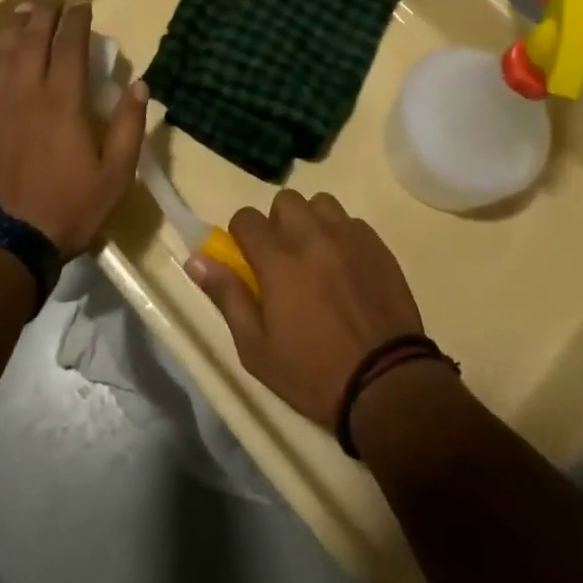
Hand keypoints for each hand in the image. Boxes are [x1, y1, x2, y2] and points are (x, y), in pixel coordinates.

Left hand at [0, 0, 146, 259]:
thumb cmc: (66, 209)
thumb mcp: (115, 174)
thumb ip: (129, 126)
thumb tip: (139, 85)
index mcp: (62, 101)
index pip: (70, 45)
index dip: (77, 21)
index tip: (82, 5)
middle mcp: (24, 92)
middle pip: (31, 39)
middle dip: (44, 14)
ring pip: (1, 53)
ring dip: (13, 28)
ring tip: (21, 12)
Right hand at [189, 189, 424, 427]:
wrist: (386, 382)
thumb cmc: (313, 373)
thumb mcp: (257, 349)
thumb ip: (227, 297)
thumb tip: (196, 260)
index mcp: (279, 261)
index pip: (246, 218)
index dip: (241, 235)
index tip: (248, 259)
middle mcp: (312, 237)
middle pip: (284, 201)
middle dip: (277, 223)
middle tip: (282, 259)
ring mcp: (349, 236)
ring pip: (320, 203)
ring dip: (311, 222)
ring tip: (315, 257)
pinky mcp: (377, 244)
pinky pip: (350, 221)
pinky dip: (341, 235)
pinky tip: (345, 267)